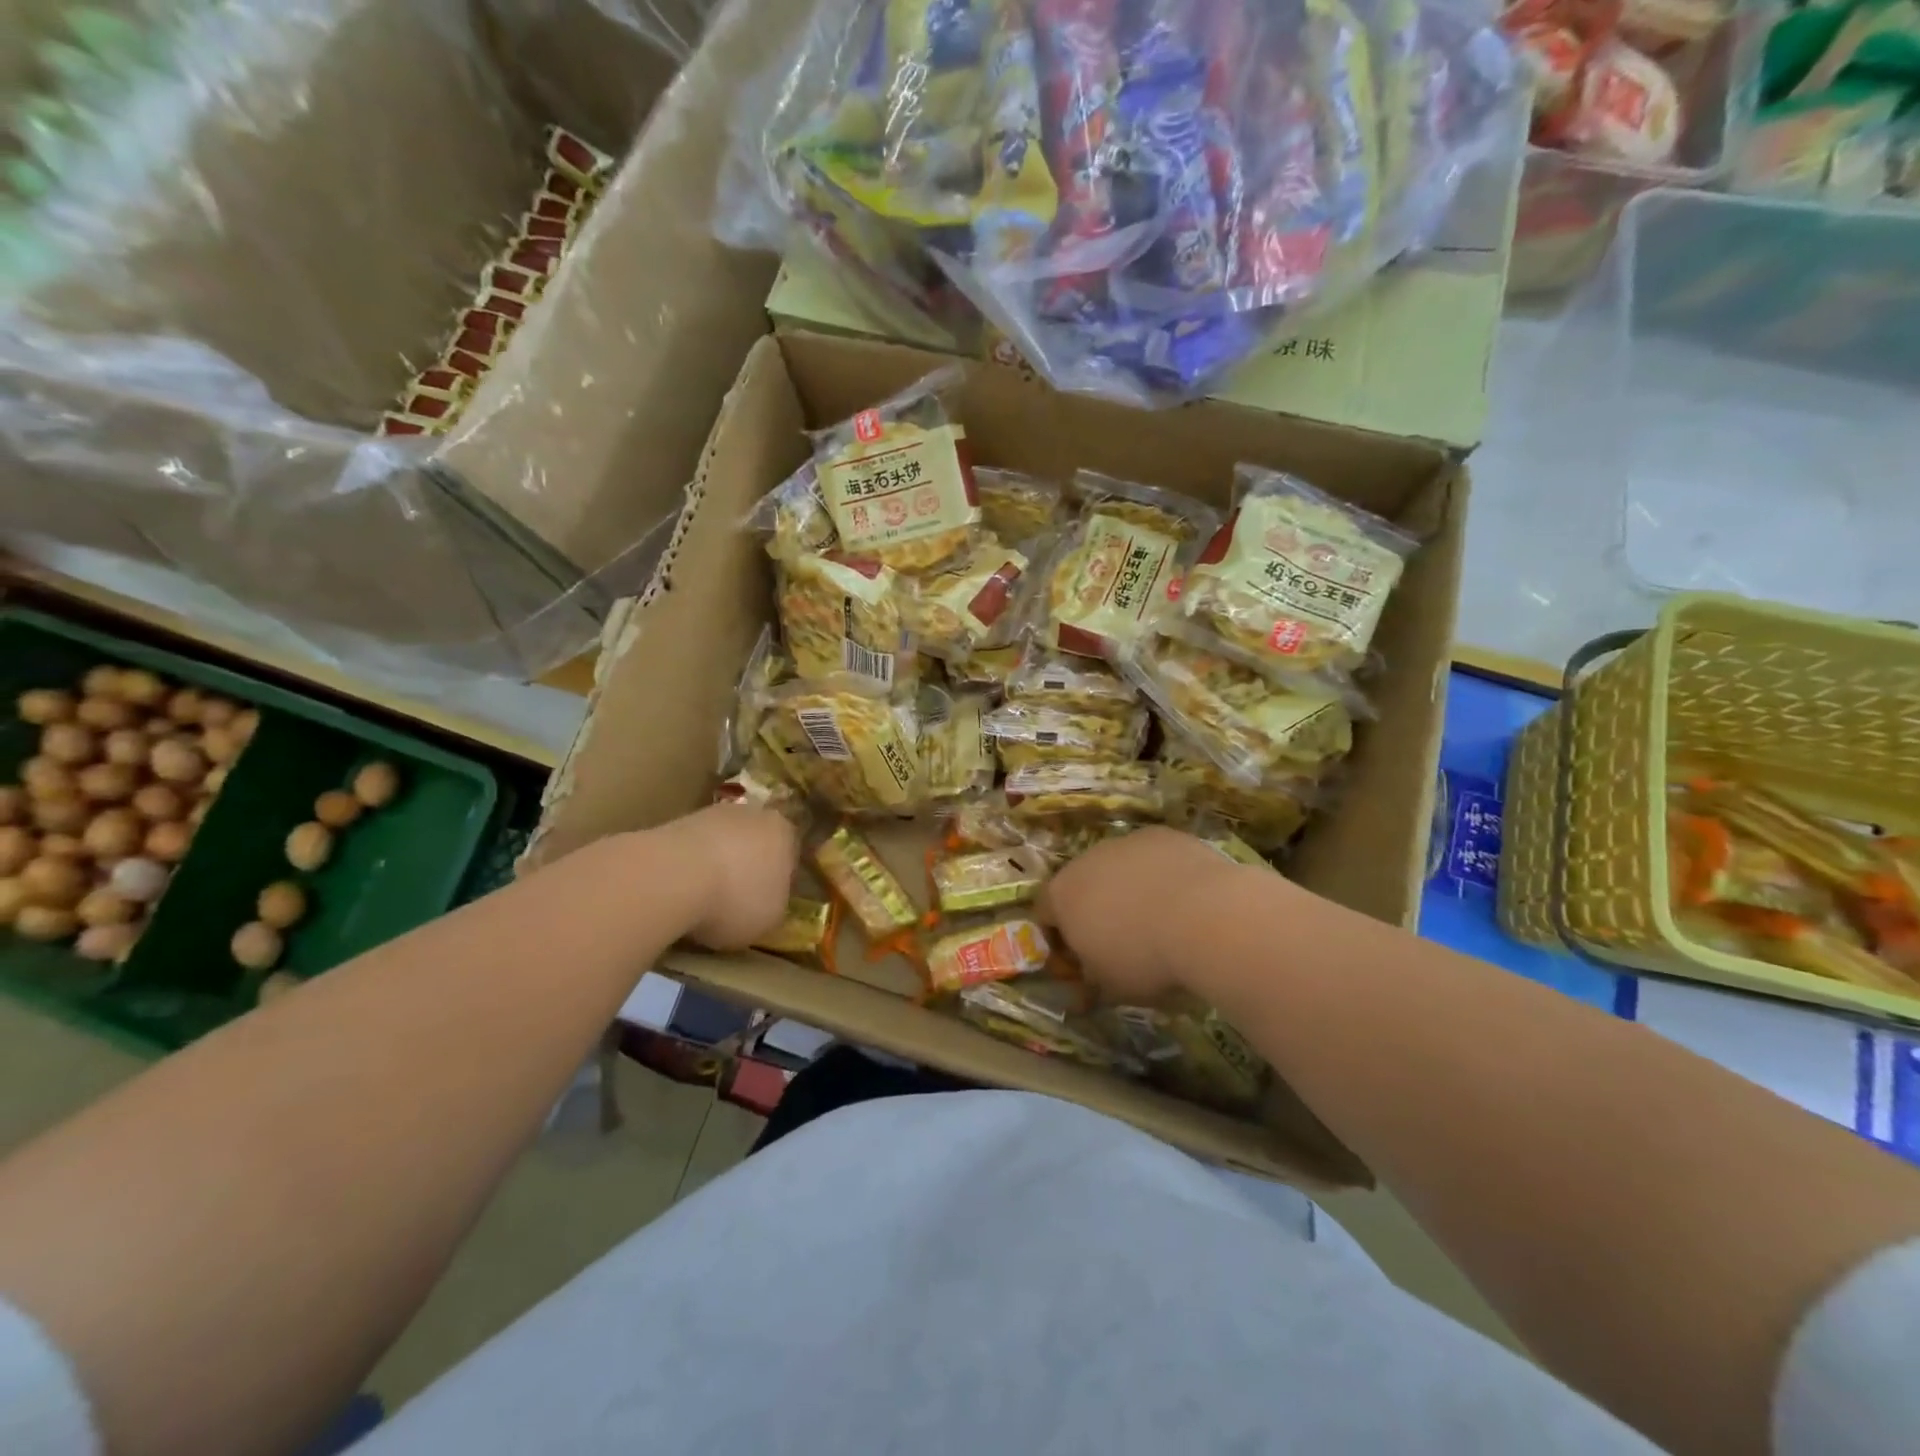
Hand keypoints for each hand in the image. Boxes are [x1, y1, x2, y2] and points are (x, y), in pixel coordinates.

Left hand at [662, 804, 798, 950]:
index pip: (790, 856)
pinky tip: (679, 891)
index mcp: (785, 833)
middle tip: (736, 899)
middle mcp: (753, 814)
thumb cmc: (736, 899)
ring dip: (716, 866)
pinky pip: (691, 849)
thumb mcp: (771, 918)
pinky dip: (688, 867)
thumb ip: (775, 904)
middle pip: (754, 843)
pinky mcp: (675, 822)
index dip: (780, 881)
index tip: (767, 902)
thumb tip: (766, 901)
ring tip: (702, 900)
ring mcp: (711, 814)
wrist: (672, 876)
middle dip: (747, 867)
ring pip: (721, 843)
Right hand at [1038, 827, 1254, 1001]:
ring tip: (1160, 918)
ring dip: (1129, 888)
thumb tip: (1085, 992)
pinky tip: (1185, 898)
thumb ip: (1092, 983)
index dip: (1059, 936)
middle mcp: (1085, 860)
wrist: (1204, 916)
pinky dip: (1161, 873)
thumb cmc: (1145, 958)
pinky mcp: (1162, 835)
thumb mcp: (1112, 987)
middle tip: (1121, 939)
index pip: (1045, 913)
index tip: (1080, 959)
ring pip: (1119, 866)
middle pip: (1082, 884)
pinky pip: (1153, 856)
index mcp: (1062, 896)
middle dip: (1095, 908)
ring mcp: (1124, 842)